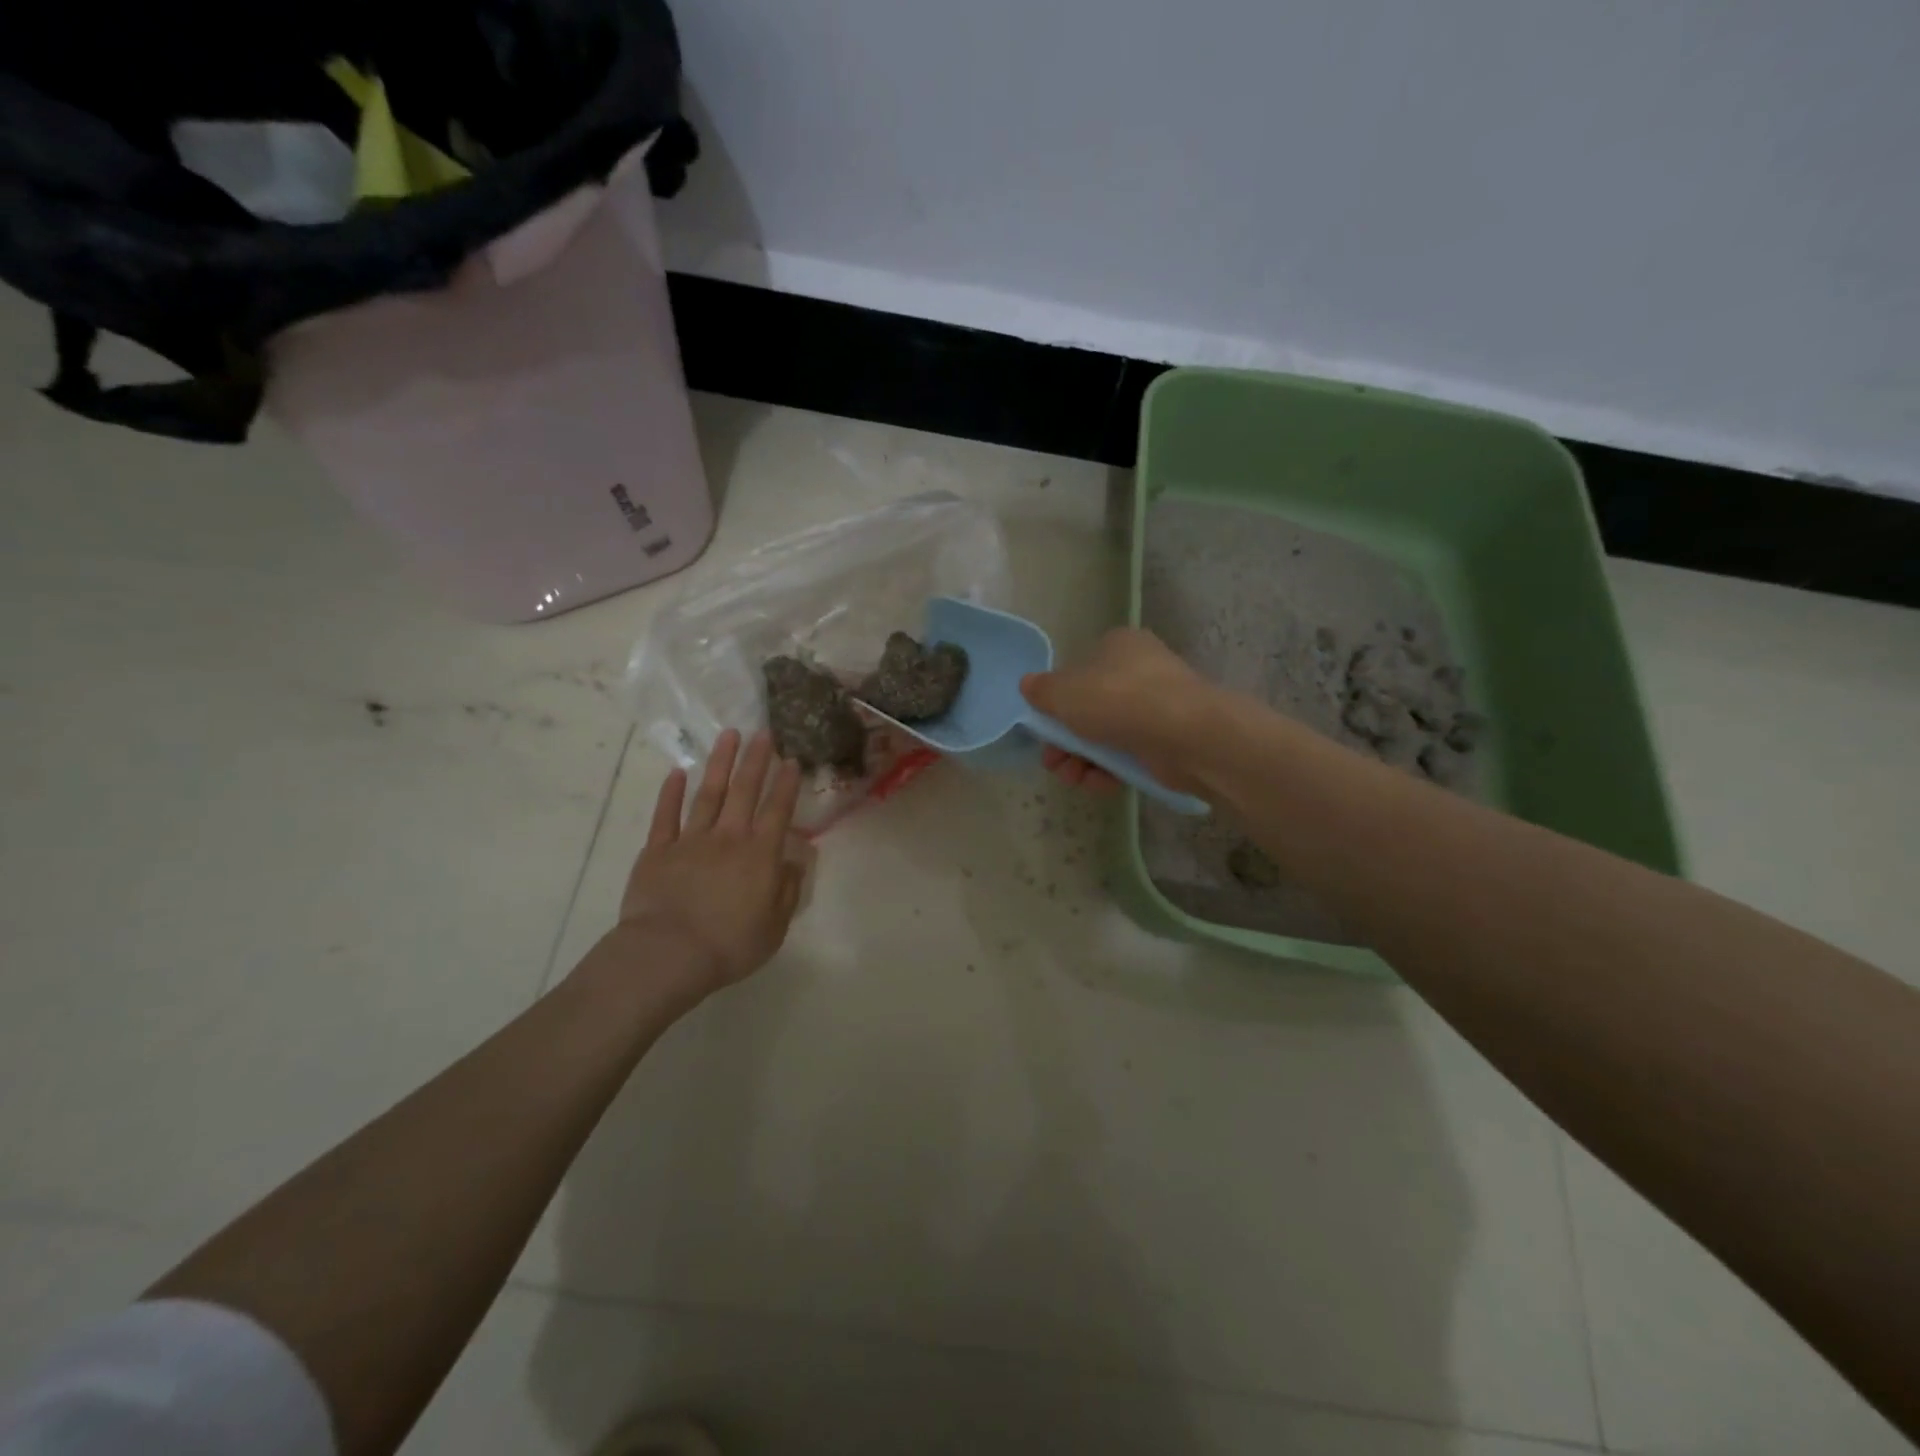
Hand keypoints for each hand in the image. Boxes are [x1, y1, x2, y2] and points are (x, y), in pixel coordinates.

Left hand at [614, 730, 809, 998]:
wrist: (669, 954)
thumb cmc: (729, 944)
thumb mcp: (775, 926)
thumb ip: (787, 891)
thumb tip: (795, 862)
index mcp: (760, 854)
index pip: (777, 810)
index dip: (786, 784)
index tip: (792, 759)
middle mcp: (728, 837)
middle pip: (744, 791)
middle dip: (756, 760)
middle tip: (763, 733)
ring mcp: (690, 840)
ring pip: (708, 794)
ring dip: (720, 763)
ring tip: (728, 736)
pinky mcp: (658, 851)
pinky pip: (666, 816)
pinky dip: (671, 793)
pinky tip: (678, 772)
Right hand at [1021, 628, 1213, 794]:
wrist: (1186, 734)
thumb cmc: (1119, 700)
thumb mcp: (1065, 692)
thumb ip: (1041, 690)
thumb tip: (1028, 686)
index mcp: (1117, 646)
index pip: (1078, 671)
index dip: (1056, 702)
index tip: (1043, 730)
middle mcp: (1140, 670)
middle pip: (1090, 708)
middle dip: (1065, 741)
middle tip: (1053, 763)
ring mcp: (1158, 706)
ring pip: (1107, 735)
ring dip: (1083, 760)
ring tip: (1072, 779)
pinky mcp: (1169, 740)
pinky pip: (1130, 754)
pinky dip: (1110, 770)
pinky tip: (1098, 784)